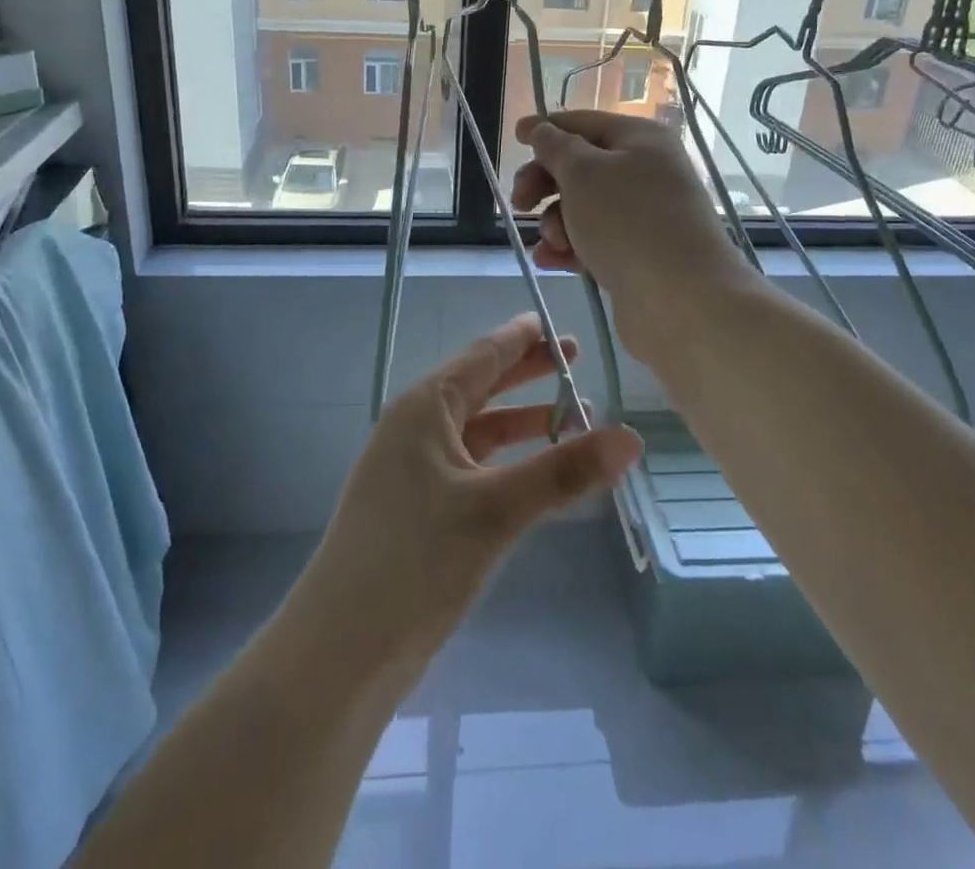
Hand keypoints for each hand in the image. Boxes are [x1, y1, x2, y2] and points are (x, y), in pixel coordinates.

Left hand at [295, 314, 641, 670]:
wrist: (343, 650)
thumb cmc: (416, 560)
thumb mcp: (495, 510)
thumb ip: (563, 472)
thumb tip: (631, 438)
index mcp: (424, 408)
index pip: (482, 356)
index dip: (520, 338)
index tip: (554, 323)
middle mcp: (415, 428)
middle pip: (480, 387)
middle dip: (527, 374)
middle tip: (575, 359)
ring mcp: (413, 470)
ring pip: (478, 430)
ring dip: (522, 422)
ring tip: (575, 419)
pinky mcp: (418, 508)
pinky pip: (472, 465)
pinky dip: (508, 460)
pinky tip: (538, 474)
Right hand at [512, 111, 751, 356]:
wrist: (681, 300)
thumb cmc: (627, 222)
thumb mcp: (582, 173)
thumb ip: (555, 147)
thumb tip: (541, 129)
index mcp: (640, 138)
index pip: (583, 123)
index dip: (546, 129)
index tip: (513, 139)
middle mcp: (646, 170)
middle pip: (580, 166)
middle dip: (544, 184)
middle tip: (519, 204)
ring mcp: (645, 214)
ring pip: (583, 207)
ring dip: (555, 222)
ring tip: (553, 244)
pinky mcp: (639, 253)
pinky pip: (594, 240)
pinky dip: (570, 247)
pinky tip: (551, 261)